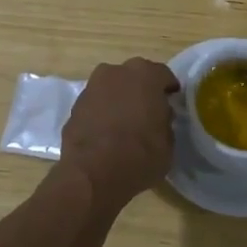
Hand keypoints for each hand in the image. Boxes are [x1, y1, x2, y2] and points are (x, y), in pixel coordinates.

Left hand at [59, 58, 180, 209]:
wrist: (91, 174)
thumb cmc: (139, 156)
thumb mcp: (168, 144)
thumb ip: (164, 122)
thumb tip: (158, 117)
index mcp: (145, 75)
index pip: (163, 75)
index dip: (168, 90)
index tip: (171, 102)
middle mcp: (116, 72)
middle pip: (134, 77)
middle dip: (142, 91)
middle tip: (149, 112)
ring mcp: (92, 86)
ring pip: (113, 88)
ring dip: (120, 100)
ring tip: (126, 124)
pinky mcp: (75, 105)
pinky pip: (96, 104)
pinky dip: (102, 113)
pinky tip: (107, 133)